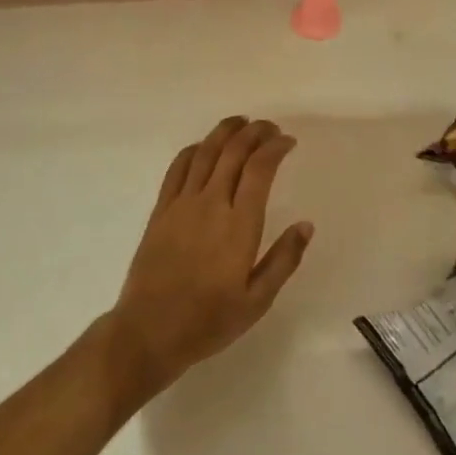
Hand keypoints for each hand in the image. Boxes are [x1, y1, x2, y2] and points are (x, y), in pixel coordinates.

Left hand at [105, 117, 313, 401]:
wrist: (149, 331)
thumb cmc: (208, 321)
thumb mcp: (257, 301)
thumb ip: (284, 260)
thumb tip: (306, 225)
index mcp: (239, 225)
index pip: (260, 169)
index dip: (275, 148)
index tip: (288, 141)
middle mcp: (211, 204)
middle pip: (233, 152)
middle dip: (254, 133)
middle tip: (269, 128)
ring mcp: (181, 204)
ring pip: (204, 152)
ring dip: (224, 132)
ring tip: (241, 123)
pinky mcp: (160, 210)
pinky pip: (177, 168)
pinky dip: (193, 150)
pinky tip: (202, 147)